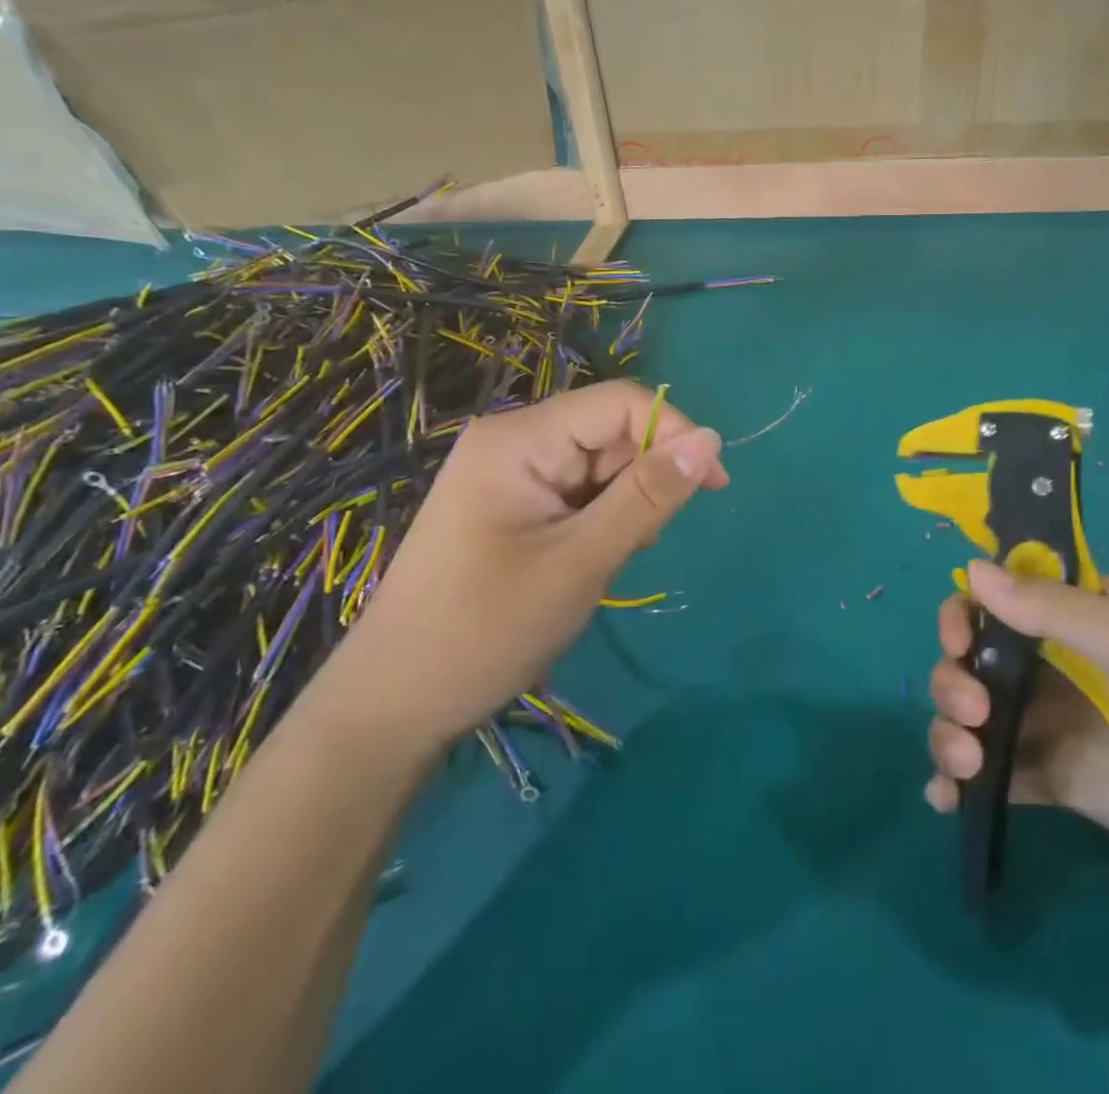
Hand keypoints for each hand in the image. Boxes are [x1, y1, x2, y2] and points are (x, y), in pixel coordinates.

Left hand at [319, 381, 727, 754]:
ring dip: (624, 507)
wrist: (394, 705)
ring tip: (605, 562)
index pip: (621, 403)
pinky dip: (601, 521)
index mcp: (520, 438)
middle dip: (643, 480)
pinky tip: (589, 562)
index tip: (713, 487)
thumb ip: (648, 496)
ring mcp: (510, 473)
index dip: (674, 433)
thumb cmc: (486, 629)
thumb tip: (713, 440)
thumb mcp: (581, 561)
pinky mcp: (513, 503)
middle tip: (641, 544)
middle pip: (611, 433)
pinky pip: (580, 492)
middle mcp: (515, 441)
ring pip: (601, 466)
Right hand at [925, 562, 1108, 910]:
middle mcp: (1061, 663)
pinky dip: (964, 784)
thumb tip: (972, 568)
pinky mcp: (1063, 782)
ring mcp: (1059, 724)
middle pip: (979, 658)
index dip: (969, 611)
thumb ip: (1053, 609)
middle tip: (972, 707)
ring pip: (978, 715)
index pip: (1004, 597)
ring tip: (964, 763)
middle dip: (954, 676)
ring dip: (950, 730)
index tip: (960, 637)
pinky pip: (1001, 775)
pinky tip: (947, 798)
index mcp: (1083, 614)